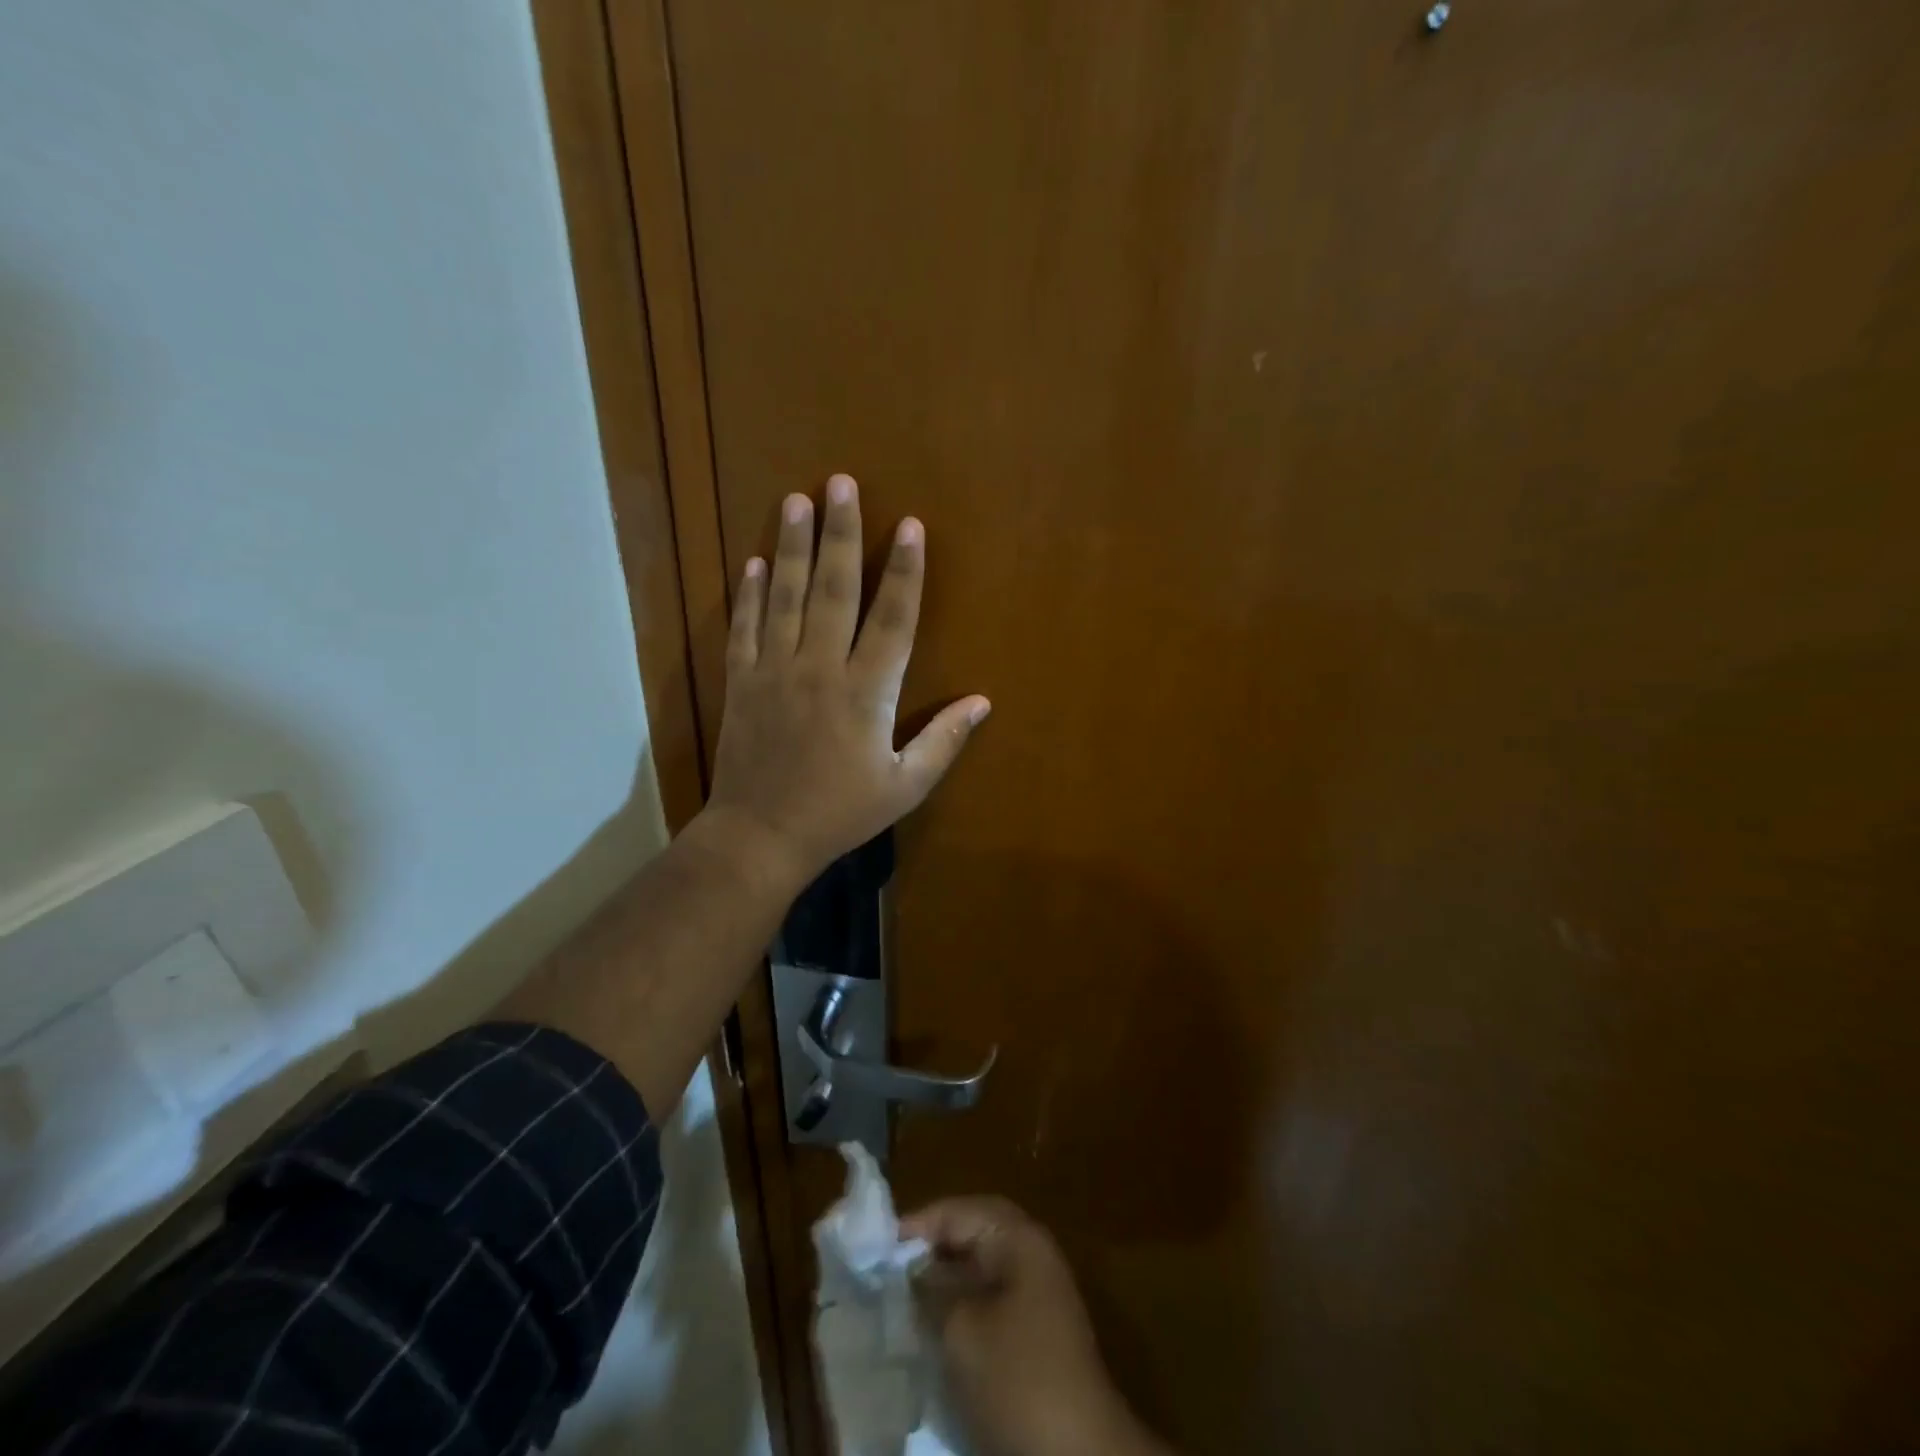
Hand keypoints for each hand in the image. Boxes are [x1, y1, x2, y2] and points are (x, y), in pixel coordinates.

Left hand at [701, 474, 989, 889]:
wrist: (761, 836)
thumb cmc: (840, 813)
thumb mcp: (904, 786)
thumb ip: (943, 741)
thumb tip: (982, 702)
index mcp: (866, 693)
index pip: (893, 619)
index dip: (905, 571)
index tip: (909, 525)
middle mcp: (820, 668)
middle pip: (835, 589)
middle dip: (842, 533)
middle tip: (840, 482)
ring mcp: (775, 671)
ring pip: (786, 596)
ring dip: (793, 546)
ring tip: (796, 500)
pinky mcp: (741, 682)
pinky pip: (745, 627)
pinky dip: (750, 594)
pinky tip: (755, 562)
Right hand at [903, 1198, 1166, 1455]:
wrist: (1077, 1454)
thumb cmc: (1018, 1374)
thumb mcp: (961, 1329)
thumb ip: (930, 1290)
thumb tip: (909, 1271)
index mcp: (1019, 1238)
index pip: (960, 1211)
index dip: (918, 1225)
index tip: (876, 1248)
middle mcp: (1031, 1255)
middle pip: (970, 1238)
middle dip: (929, 1253)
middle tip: (885, 1273)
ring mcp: (1037, 1296)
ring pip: (977, 1275)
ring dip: (942, 1286)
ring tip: (899, 1303)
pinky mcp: (1034, 1337)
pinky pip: (987, 1306)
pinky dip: (958, 1313)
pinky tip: (930, 1335)